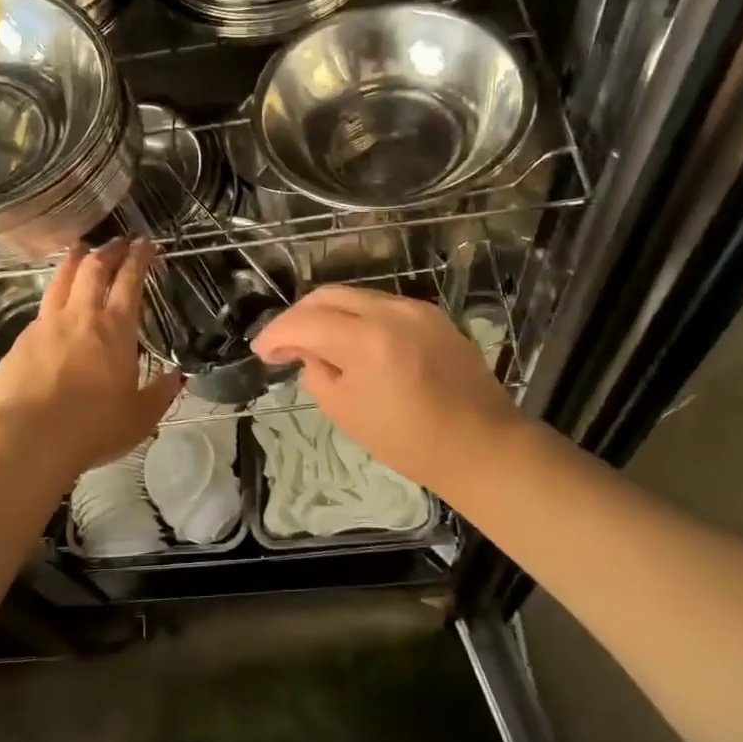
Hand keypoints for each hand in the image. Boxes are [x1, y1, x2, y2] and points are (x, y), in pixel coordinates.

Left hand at [0, 240, 182, 478]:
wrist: (28, 439)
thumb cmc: (93, 427)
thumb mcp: (141, 417)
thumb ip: (161, 393)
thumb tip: (178, 376)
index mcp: (116, 329)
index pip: (130, 282)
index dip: (139, 259)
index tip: (145, 244)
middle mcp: (81, 317)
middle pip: (94, 270)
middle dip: (109, 251)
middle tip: (118, 242)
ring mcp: (46, 325)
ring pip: (61, 280)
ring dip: (74, 261)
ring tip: (80, 249)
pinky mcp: (20, 342)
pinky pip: (40, 310)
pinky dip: (53, 297)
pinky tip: (54, 306)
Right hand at [251, 286, 526, 497]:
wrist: (481, 446)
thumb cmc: (409, 442)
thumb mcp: (347, 412)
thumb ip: (318, 371)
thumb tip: (307, 350)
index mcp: (368, 341)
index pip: (305, 322)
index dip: (276, 334)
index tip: (261, 351)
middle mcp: (392, 312)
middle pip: (329, 295)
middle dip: (299, 316)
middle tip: (283, 344)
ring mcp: (417, 309)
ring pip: (356, 296)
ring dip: (328, 314)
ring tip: (315, 343)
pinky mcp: (434, 315)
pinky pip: (383, 306)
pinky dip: (358, 318)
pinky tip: (353, 341)